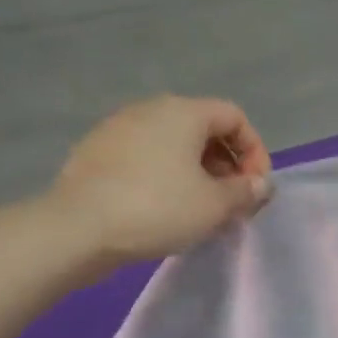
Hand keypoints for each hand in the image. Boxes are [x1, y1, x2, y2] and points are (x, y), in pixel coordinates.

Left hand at [43, 95, 272, 271]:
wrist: (76, 228)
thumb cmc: (157, 208)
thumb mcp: (215, 205)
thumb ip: (245, 191)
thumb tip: (260, 184)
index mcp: (183, 112)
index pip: (234, 117)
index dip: (255, 150)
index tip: (255, 187)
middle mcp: (150, 109)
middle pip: (203, 128)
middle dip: (226, 164)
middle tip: (232, 201)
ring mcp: (118, 129)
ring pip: (173, 144)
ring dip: (197, 172)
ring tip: (201, 208)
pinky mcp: (96, 152)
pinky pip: (146, 157)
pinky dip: (165, 176)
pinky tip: (164, 209)